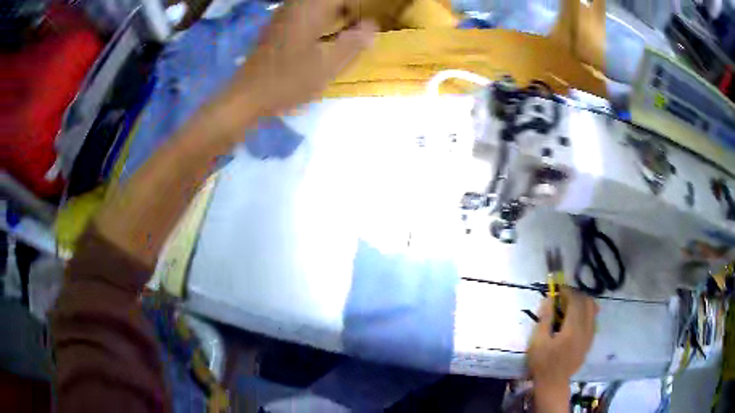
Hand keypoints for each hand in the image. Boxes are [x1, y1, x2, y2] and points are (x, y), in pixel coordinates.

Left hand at [225, 0, 376, 118]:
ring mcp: (283, 15)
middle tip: (360, 27)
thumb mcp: (327, 66)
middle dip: (348, 9)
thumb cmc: (288, 81)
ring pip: (317, 5)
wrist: (247, 96)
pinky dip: (320, 19)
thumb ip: (354, 43)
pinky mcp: (277, 26)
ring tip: (346, 31)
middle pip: (330, 0)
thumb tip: (372, 26)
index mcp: (310, 10)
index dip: (359, 7)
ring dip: (335, 14)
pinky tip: (323, 37)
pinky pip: (305, 13)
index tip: (369, 24)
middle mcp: (296, 6)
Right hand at [527, 288, 597, 397]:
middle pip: (587, 302)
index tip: (557, 290)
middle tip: (563, 297)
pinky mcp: (590, 341)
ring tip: (570, 306)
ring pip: (593, 310)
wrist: (553, 383)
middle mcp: (585, 329)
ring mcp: (590, 336)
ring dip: (582, 303)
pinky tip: (575, 320)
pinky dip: (586, 313)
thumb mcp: (538, 341)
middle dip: (576, 295)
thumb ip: (545, 318)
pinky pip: (592, 320)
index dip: (567, 291)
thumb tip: (549, 299)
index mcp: (573, 328)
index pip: (576, 301)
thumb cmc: (542, 363)